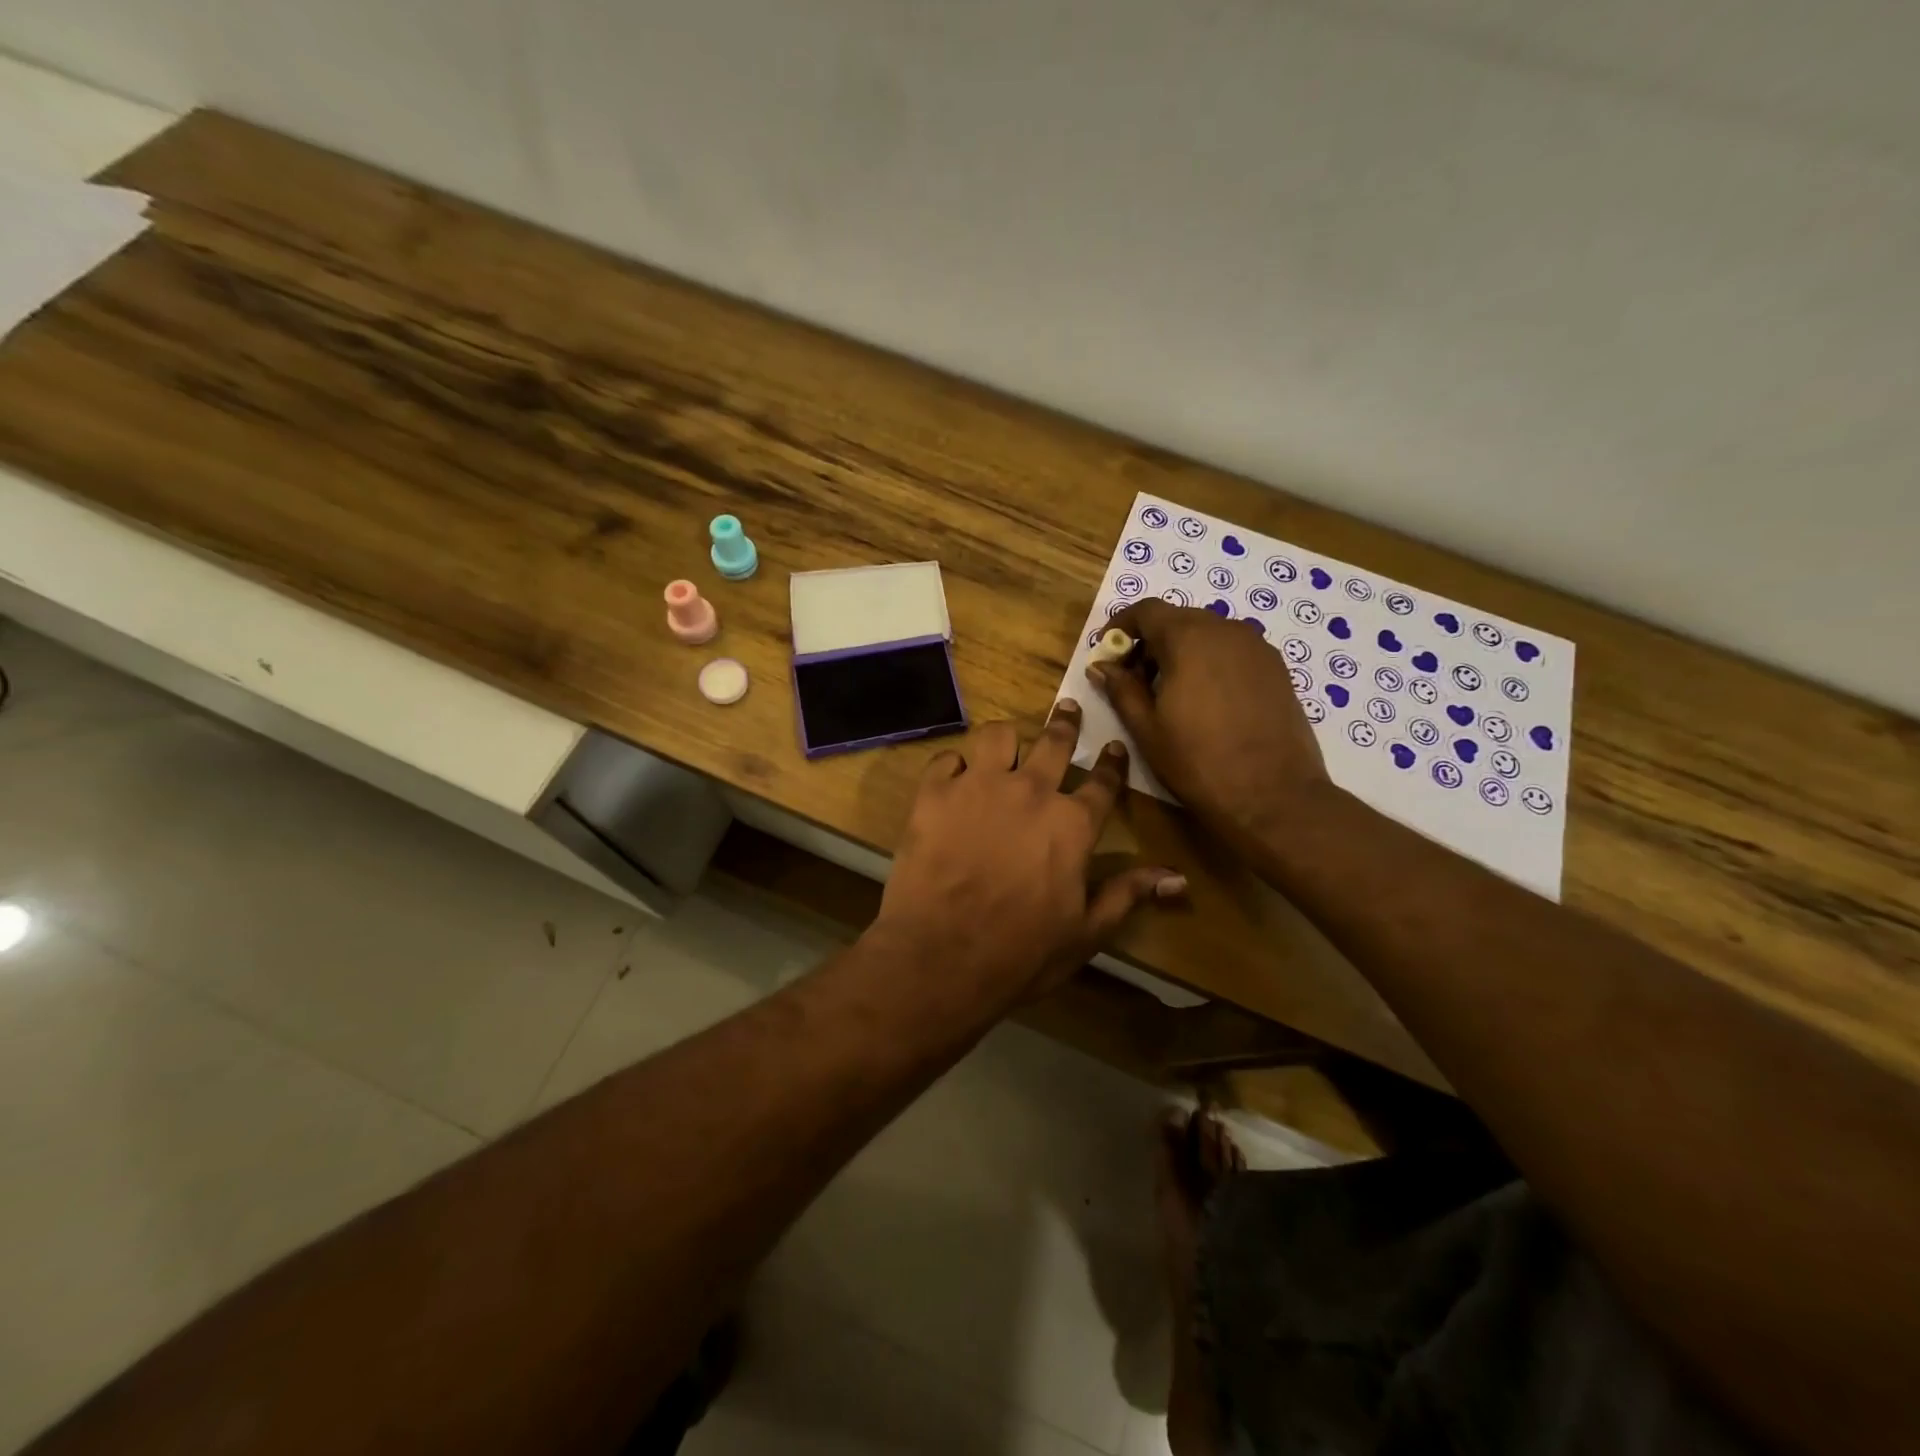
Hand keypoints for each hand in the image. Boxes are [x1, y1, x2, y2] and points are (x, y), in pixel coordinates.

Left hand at [871, 701, 1185, 1016]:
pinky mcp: (935, 793)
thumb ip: (1128, 894)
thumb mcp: (1086, 932)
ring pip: (998, 736)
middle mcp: (1030, 792)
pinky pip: (947, 760)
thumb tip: (1178, 878)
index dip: (1112, 763)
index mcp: (1072, 824)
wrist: (942, 956)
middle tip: (1068, 708)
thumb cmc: (1021, 952)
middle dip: (1066, 723)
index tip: (1115, 746)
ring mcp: (979, 787)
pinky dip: (953, 767)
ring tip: (1005, 744)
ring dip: (1006, 740)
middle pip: (1054, 743)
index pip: (1103, 783)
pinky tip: (953, 779)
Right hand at [1092, 600, 1330, 854]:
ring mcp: (1258, 648)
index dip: (1122, 625)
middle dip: (1151, 641)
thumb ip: (1121, 689)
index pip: (1147, 610)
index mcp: (1189, 638)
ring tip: (1169, 692)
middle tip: (1133, 678)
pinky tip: (1205, 700)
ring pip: (1208, 634)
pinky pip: (1233, 651)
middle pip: (1179, 619)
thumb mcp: (1146, 728)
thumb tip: (1101, 666)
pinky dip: (1210, 662)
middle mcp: (1227, 630)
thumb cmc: (1198, 762)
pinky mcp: (1277, 669)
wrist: (1273, 796)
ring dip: (1181, 651)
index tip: (1107, 650)